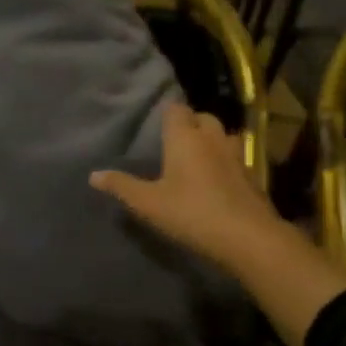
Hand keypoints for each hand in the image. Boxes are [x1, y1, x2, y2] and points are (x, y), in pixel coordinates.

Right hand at [91, 102, 281, 272]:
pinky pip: (235, 157)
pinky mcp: (252, 175)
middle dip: (189, 125)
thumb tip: (93, 174)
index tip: (155, 128)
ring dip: (210, 142)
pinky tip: (217, 180)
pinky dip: (225, 162)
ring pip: (222, 136)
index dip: (166, 115)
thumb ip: (122, 186)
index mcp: (185, 137)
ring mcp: (236, 155)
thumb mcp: (148, 204)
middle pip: (202, 118)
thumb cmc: (191, 213)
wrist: (247, 237)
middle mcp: (212, 138)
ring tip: (196, 159)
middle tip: (173, 145)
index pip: (176, 109)